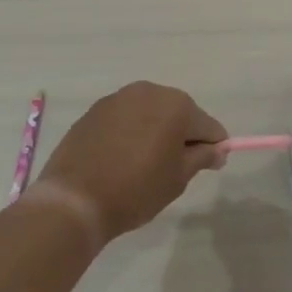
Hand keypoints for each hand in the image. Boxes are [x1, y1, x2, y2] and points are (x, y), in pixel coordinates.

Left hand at [30, 82, 226, 243]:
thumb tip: (217, 150)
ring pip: (151, 113)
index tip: (207, 168)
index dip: (212, 148)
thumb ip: (202, 157)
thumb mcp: (178, 178)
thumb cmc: (136, 189)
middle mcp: (149, 91)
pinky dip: (131, 132)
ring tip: (144, 163)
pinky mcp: (95, 109)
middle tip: (173, 169)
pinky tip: (121, 158)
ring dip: (155, 131)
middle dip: (182, 136)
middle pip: (179, 113)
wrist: (74, 200)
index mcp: (176, 105)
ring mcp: (119, 98)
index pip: (208, 126)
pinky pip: (126, 118)